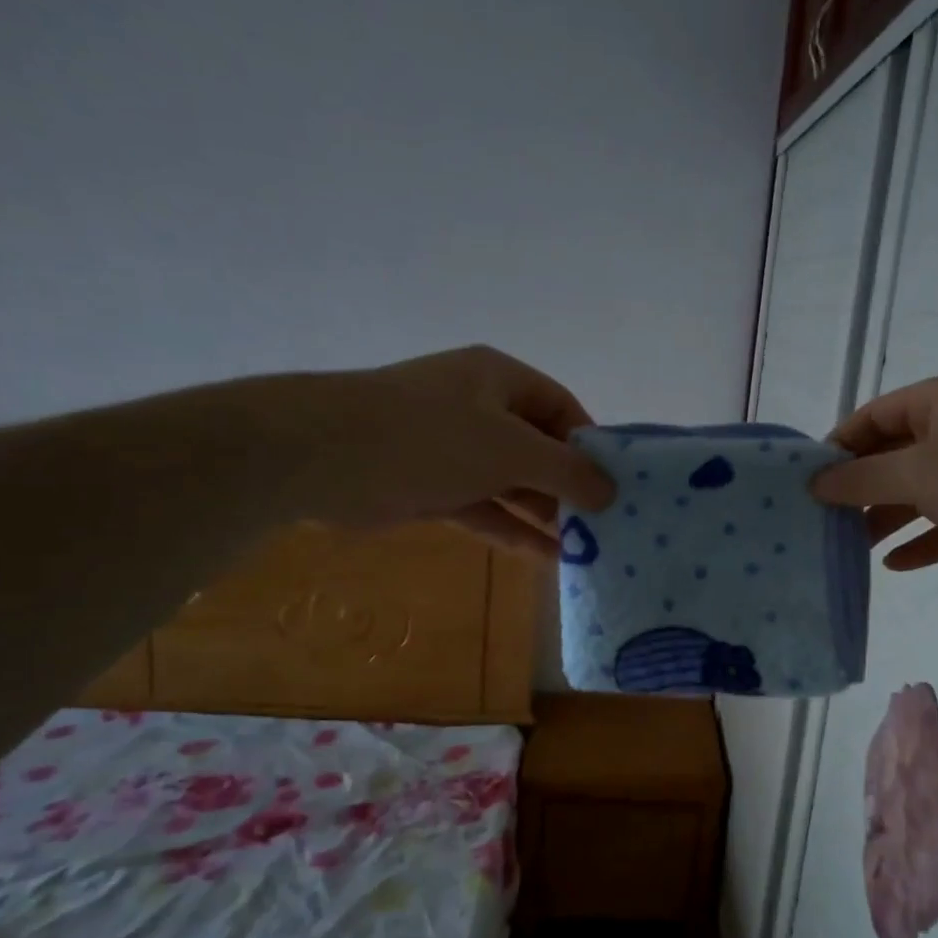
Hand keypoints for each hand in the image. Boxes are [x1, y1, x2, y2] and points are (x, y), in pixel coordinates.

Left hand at [256, 346, 615, 555]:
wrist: (322, 456)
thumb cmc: (430, 436)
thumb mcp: (511, 449)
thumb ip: (566, 470)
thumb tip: (611, 491)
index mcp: (500, 380)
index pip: (562, 408)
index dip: (590, 445)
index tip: (616, 485)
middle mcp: (479, 408)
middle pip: (538, 448)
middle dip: (569, 486)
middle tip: (605, 526)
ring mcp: (452, 449)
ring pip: (511, 483)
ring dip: (544, 514)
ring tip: (585, 548)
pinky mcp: (431, 487)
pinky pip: (484, 508)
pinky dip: (512, 529)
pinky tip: (545, 557)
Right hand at [811, 372, 937, 581]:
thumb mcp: (919, 471)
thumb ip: (863, 477)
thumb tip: (815, 482)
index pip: (875, 416)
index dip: (840, 444)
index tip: (808, 480)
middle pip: (896, 455)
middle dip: (861, 487)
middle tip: (823, 519)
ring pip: (921, 492)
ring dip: (887, 517)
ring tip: (849, 546)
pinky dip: (923, 540)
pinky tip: (896, 564)